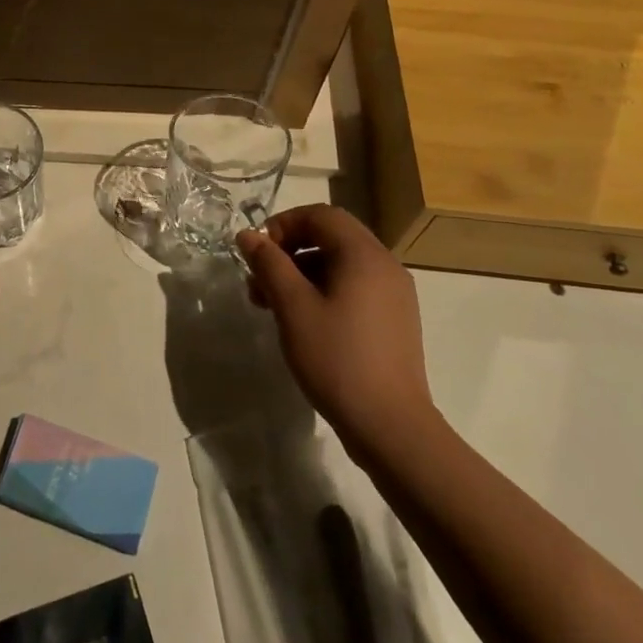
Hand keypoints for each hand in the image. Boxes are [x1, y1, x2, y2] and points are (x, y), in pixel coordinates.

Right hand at [236, 205, 436, 455]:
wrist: (391, 427)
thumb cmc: (337, 359)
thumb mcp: (293, 307)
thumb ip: (269, 264)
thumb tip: (248, 235)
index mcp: (364, 255)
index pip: (320, 215)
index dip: (283, 224)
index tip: (257, 253)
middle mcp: (385, 265)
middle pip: (331, 236)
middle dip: (289, 250)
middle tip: (258, 280)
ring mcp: (394, 294)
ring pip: (341, 264)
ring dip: (302, 272)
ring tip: (271, 305)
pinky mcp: (394, 320)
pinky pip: (354, 287)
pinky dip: (323, 290)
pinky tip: (302, 321)